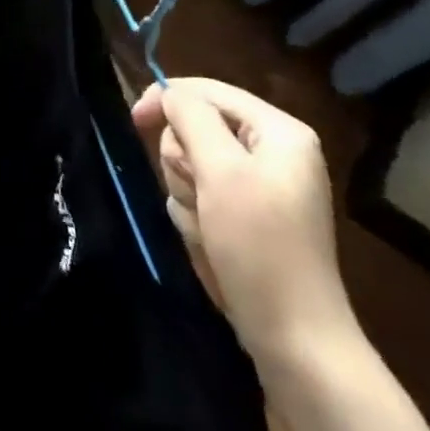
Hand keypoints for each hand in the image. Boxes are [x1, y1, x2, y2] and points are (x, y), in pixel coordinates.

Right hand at [133, 78, 353, 363]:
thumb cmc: (259, 246)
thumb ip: (191, 118)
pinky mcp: (247, 217)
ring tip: (206, 224)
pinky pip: (200, 194)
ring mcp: (261, 187)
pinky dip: (195, 214)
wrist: (294, 340)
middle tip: (197, 193)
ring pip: (191, 163)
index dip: (167, 99)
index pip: (207, 90)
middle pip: (196, 127)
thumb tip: (169, 93)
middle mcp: (273, 152)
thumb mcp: (220, 171)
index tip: (134, 120)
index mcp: (280, 132)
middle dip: (184, 159)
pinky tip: (209, 241)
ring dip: (186, 191)